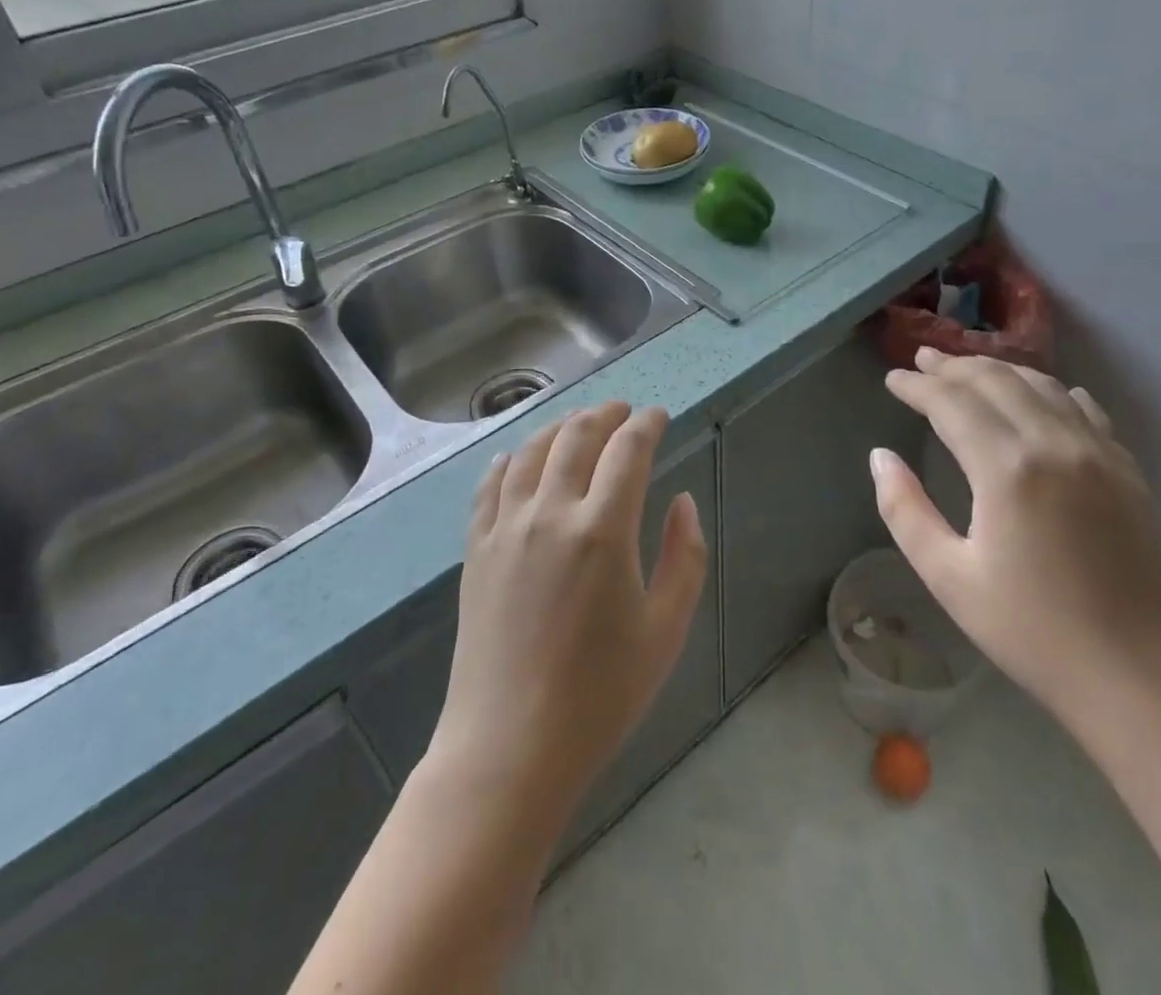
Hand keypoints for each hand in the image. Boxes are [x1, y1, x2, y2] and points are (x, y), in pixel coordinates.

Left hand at [427, 402, 707, 822]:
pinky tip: (518, 457)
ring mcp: (506, 528)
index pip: (628, 449)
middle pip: (577, 436)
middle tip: (623, 411)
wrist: (510, 748)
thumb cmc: (601, 695)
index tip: (658, 415)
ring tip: (579, 424)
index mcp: (603, 530)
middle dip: (606, 414)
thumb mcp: (666, 630)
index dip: (647, 423)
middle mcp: (551, 513)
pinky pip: (490, 485)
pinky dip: (509, 460)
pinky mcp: (476, 549)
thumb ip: (683, 556)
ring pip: (532, 451)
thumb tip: (681, 501)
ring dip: (560, 427)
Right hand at [871, 348, 1160, 736]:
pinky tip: (1041, 394)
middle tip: (921, 360)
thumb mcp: (949, 578)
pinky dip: (1050, 391)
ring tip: (967, 370)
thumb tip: (880, 457)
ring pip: (1042, 386)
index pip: (952, 402)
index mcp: (1008, 468)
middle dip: (953, 366)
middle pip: (996, 380)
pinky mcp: (1128, 472)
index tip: (891, 379)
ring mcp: (1100, 454)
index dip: (917, 386)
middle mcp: (1055, 444)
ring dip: (998, 370)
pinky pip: (1084, 410)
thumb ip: (905, 510)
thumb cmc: (1034, 633)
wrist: (1145, 682)